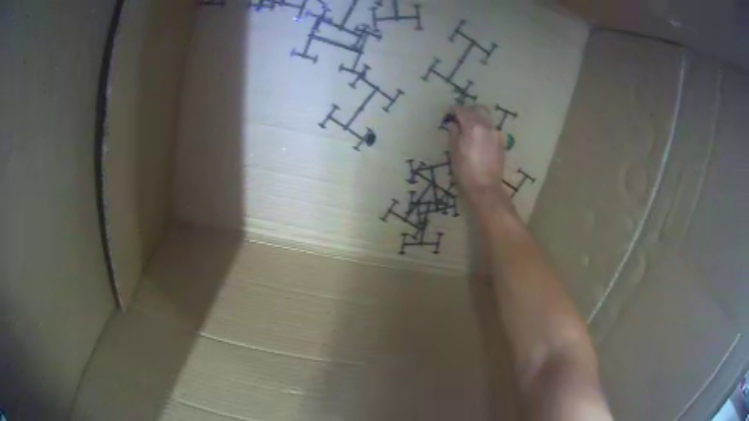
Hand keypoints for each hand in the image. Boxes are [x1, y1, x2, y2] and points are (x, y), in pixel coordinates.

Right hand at [446, 105, 511, 211]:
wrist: (485, 187)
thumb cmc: (465, 171)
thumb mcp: (454, 151)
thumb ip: (453, 134)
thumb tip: (453, 124)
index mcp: (472, 126)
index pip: (462, 110)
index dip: (453, 110)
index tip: (448, 114)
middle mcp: (486, 125)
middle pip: (478, 108)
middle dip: (468, 110)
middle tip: (460, 118)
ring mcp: (496, 133)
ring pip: (487, 117)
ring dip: (478, 118)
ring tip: (471, 128)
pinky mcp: (501, 142)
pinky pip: (492, 128)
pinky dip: (485, 128)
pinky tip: (480, 138)